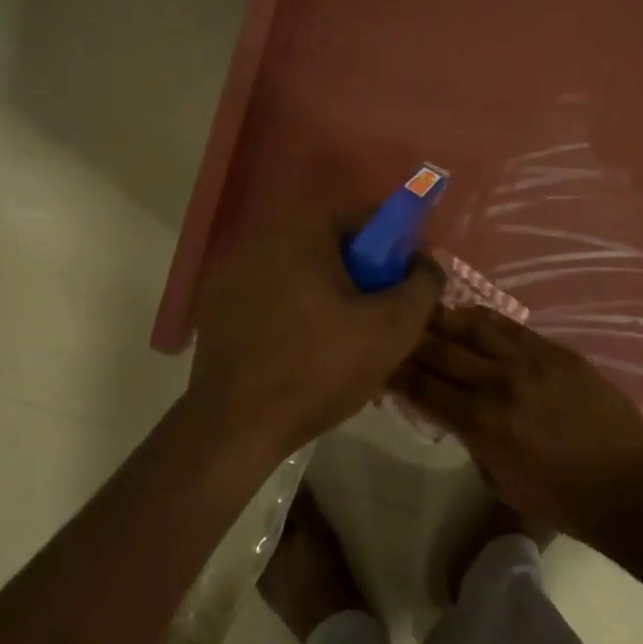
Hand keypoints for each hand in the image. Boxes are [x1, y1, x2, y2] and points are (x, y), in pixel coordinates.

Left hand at [188, 210, 443, 462]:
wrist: (235, 425)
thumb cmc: (319, 369)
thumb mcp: (393, 329)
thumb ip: (423, 284)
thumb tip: (426, 263)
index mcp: (303, 230)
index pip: (367, 218)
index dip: (397, 249)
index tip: (407, 287)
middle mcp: (262, 236)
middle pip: (333, 245)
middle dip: (363, 275)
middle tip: (380, 318)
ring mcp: (232, 270)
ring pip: (301, 272)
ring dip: (328, 294)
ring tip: (344, 341)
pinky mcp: (217, 303)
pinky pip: (272, 294)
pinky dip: (294, 311)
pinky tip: (302, 351)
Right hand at [397, 306, 642, 539]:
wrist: (630, 487)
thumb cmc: (561, 500)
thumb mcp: (499, 483)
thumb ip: (470, 442)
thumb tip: (452, 412)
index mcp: (481, 423)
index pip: (422, 387)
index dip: (394, 371)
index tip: (376, 361)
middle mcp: (498, 383)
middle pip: (440, 349)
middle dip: (410, 340)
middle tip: (390, 330)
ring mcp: (529, 360)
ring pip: (471, 326)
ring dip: (441, 320)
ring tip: (423, 312)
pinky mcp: (555, 350)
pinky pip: (508, 325)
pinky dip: (481, 319)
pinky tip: (465, 314)